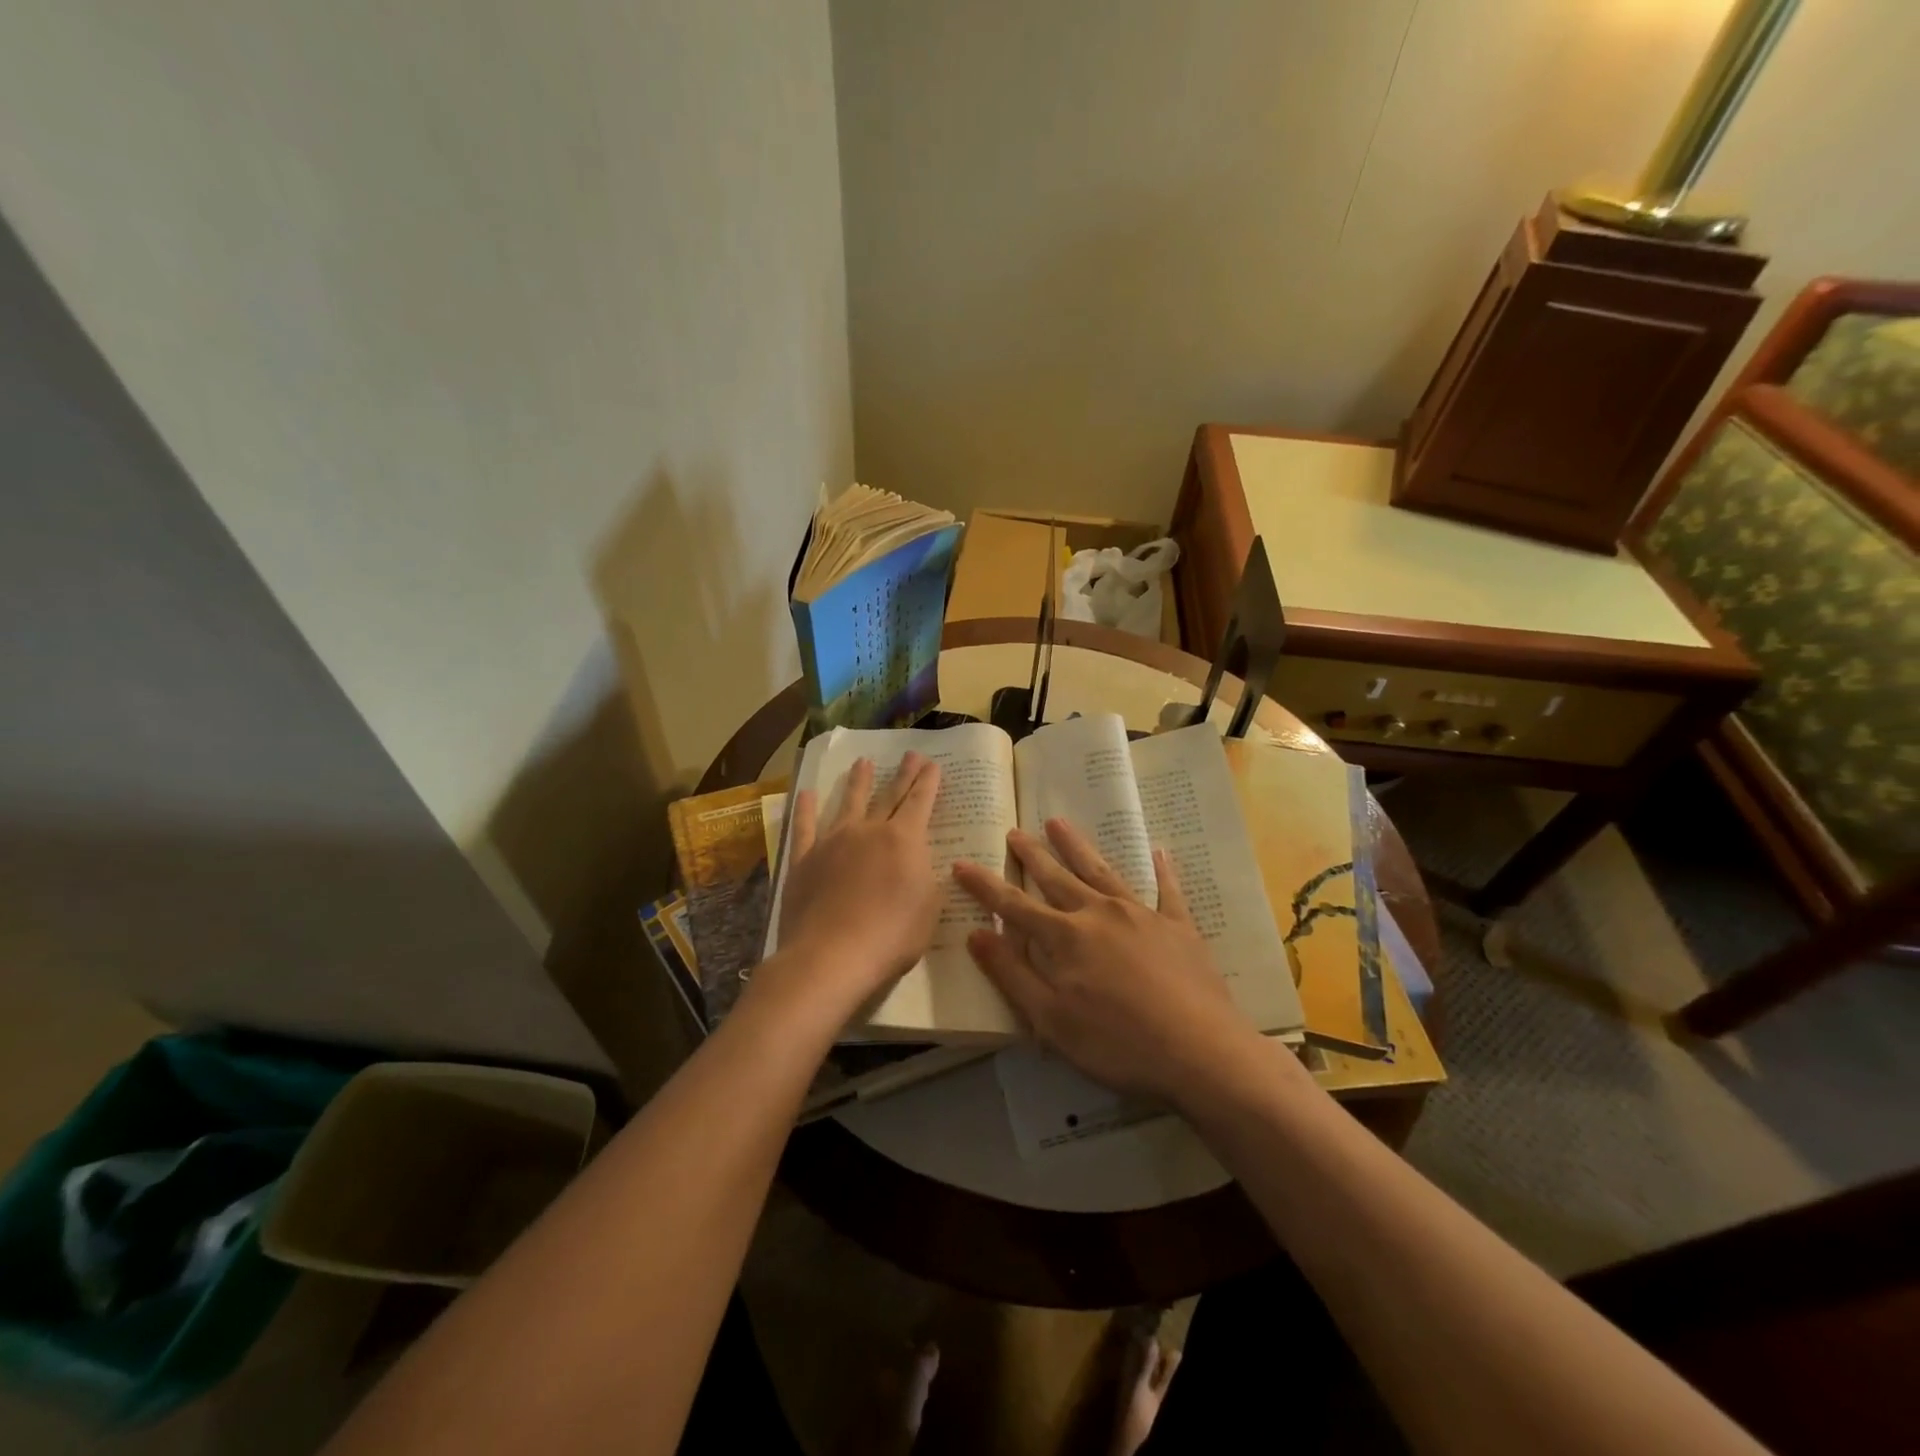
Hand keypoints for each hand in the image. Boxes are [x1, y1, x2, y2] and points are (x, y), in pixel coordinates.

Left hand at [768, 754, 942, 1011]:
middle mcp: (868, 831)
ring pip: (849, 803)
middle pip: (888, 796)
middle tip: (910, 754)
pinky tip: (806, 794)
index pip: (920, 802)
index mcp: (904, 840)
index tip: (932, 763)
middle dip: (902, 775)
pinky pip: (805, 827)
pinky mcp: (804, 860)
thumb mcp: (928, 909)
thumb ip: (926, 878)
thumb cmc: (891, 936)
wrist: (830, 956)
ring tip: (862, 762)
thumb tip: (920, 861)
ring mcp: (833, 842)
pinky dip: (806, 809)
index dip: (928, 782)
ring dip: (858, 782)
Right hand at [953, 819, 1273, 1105]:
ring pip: (1102, 871)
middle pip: (1057, 878)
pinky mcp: (1178, 927)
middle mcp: (1099, 914)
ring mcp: (1141, 915)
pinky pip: (1167, 890)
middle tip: (1015, 830)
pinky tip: (1158, 851)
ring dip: (1077, 847)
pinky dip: (1161, 870)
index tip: (962, 863)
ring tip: (1059, 823)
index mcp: (1065, 937)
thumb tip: (977, 934)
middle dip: (1033, 854)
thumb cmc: (1118, 1044)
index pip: (1014, 905)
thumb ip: (1012, 974)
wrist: (1201, 1053)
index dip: (985, 885)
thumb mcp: (1051, 1020)